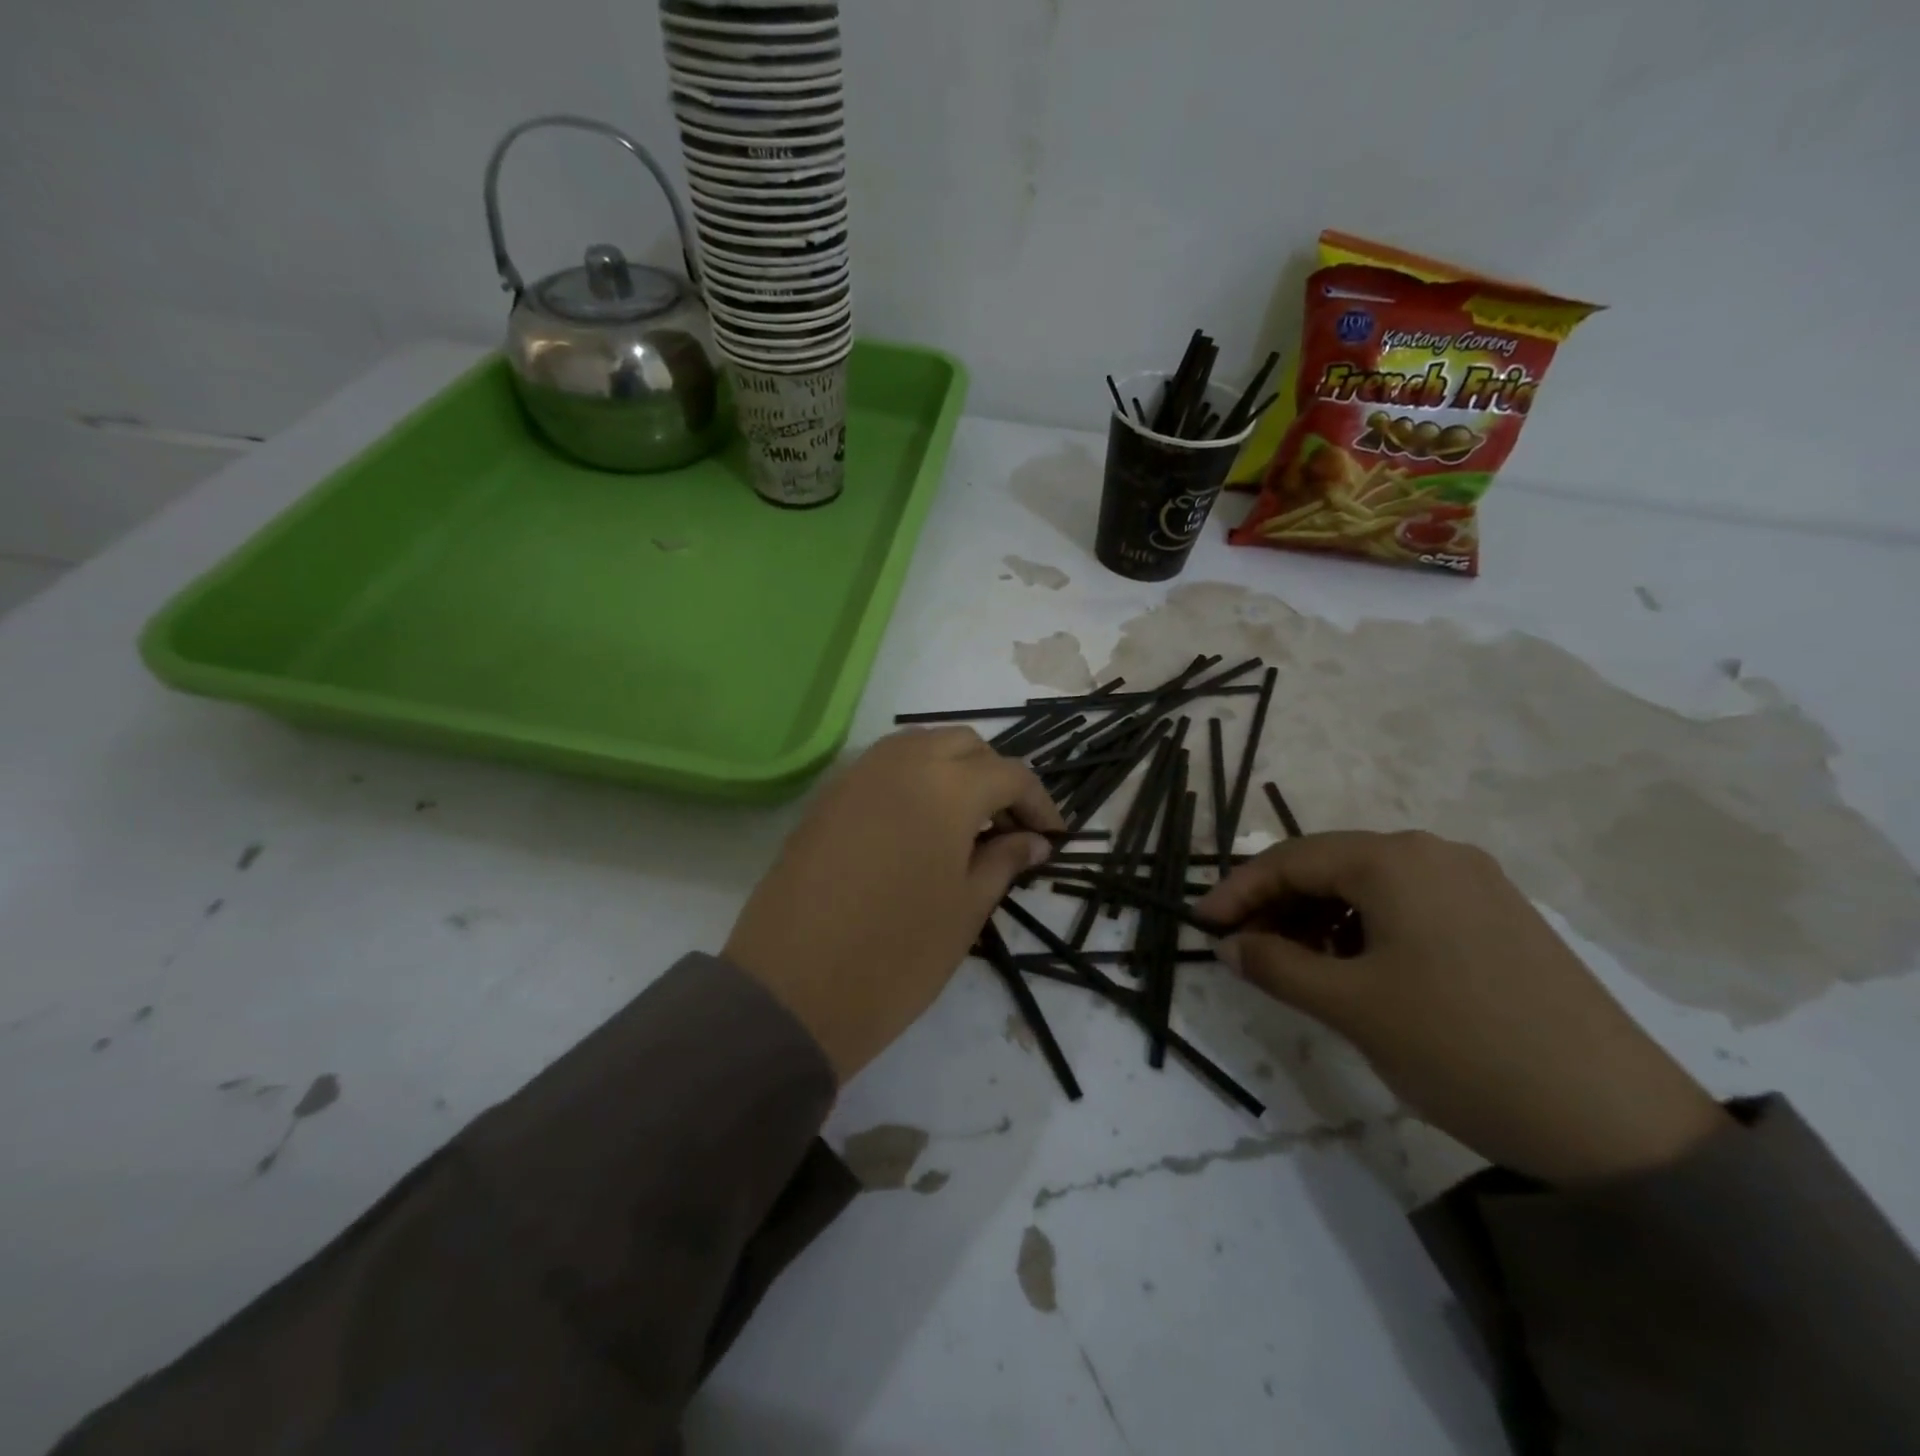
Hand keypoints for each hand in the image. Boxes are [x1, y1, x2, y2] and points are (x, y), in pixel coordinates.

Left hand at [725, 728, 1063, 1082]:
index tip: (1052, 838)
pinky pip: (883, 766)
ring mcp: (857, 775)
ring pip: (920, 746)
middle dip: (995, 777)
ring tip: (965, 823)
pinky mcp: (826, 797)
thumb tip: (1033, 841)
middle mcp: (901, 763)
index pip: (1010, 774)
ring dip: (952, 770)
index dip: (1039, 803)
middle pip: (964, 745)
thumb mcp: (965, 911)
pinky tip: (917, 825)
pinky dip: (912, 778)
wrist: (791, 991)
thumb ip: (1003, 862)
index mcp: (947, 788)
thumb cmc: (896, 956)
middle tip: (1007, 828)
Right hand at [1196, 830, 1730, 1185]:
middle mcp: (1435, 854)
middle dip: (1278, 905)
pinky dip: (1365, 929)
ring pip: (1368, 886)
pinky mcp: (1498, 917)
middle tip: (1244, 950)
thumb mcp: (1350, 1006)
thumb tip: (1230, 944)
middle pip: (1330, 865)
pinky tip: (1356, 969)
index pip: (1291, 859)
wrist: (1618, 1122)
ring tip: (1297, 966)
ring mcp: (1474, 883)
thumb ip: (1275, 965)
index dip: (1238, 890)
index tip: (1203, 926)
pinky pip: (1408, 906)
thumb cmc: (1461, 1046)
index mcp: (1396, 860)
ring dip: (1319, 918)